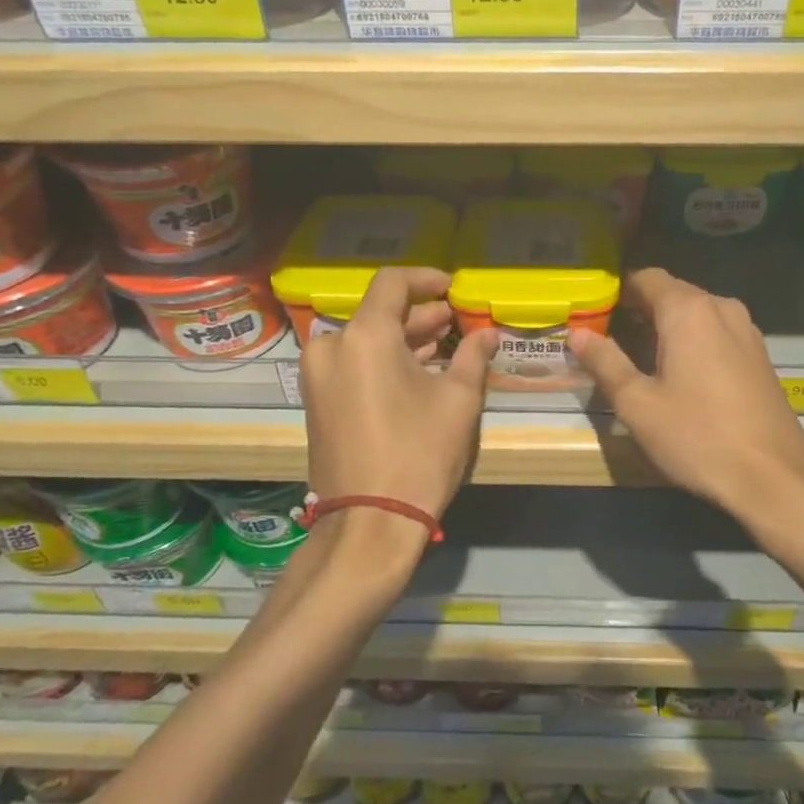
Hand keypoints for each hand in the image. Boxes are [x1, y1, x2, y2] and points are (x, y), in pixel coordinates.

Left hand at [299, 267, 498, 522]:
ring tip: (443, 345)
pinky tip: (418, 371)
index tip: (453, 288)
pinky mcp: (317, 401)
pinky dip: (383, 360)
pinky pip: (353, 364)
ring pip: (365, 340)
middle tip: (455, 321)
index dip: (426, 279)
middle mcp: (332, 346)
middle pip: (379, 313)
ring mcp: (318, 376)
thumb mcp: (458, 401)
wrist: (369, 524)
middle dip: (420, 314)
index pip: (393, 283)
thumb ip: (472, 356)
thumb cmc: (418, 454)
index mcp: (364, 336)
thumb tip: (487, 334)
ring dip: (403, 339)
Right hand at [570, 268, 803, 528]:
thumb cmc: (698, 436)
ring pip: (696, 313)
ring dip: (667, 326)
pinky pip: (717, 332)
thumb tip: (577, 333)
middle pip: (672, 293)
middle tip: (608, 339)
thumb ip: (605, 362)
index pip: (646, 278)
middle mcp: (721, 308)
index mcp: (688, 310)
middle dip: (639, 310)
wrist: (775, 477)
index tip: (593, 313)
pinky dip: (693, 340)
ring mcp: (747, 330)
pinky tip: (680, 374)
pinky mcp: (760, 355)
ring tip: (640, 358)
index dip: (616, 292)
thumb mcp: (638, 404)